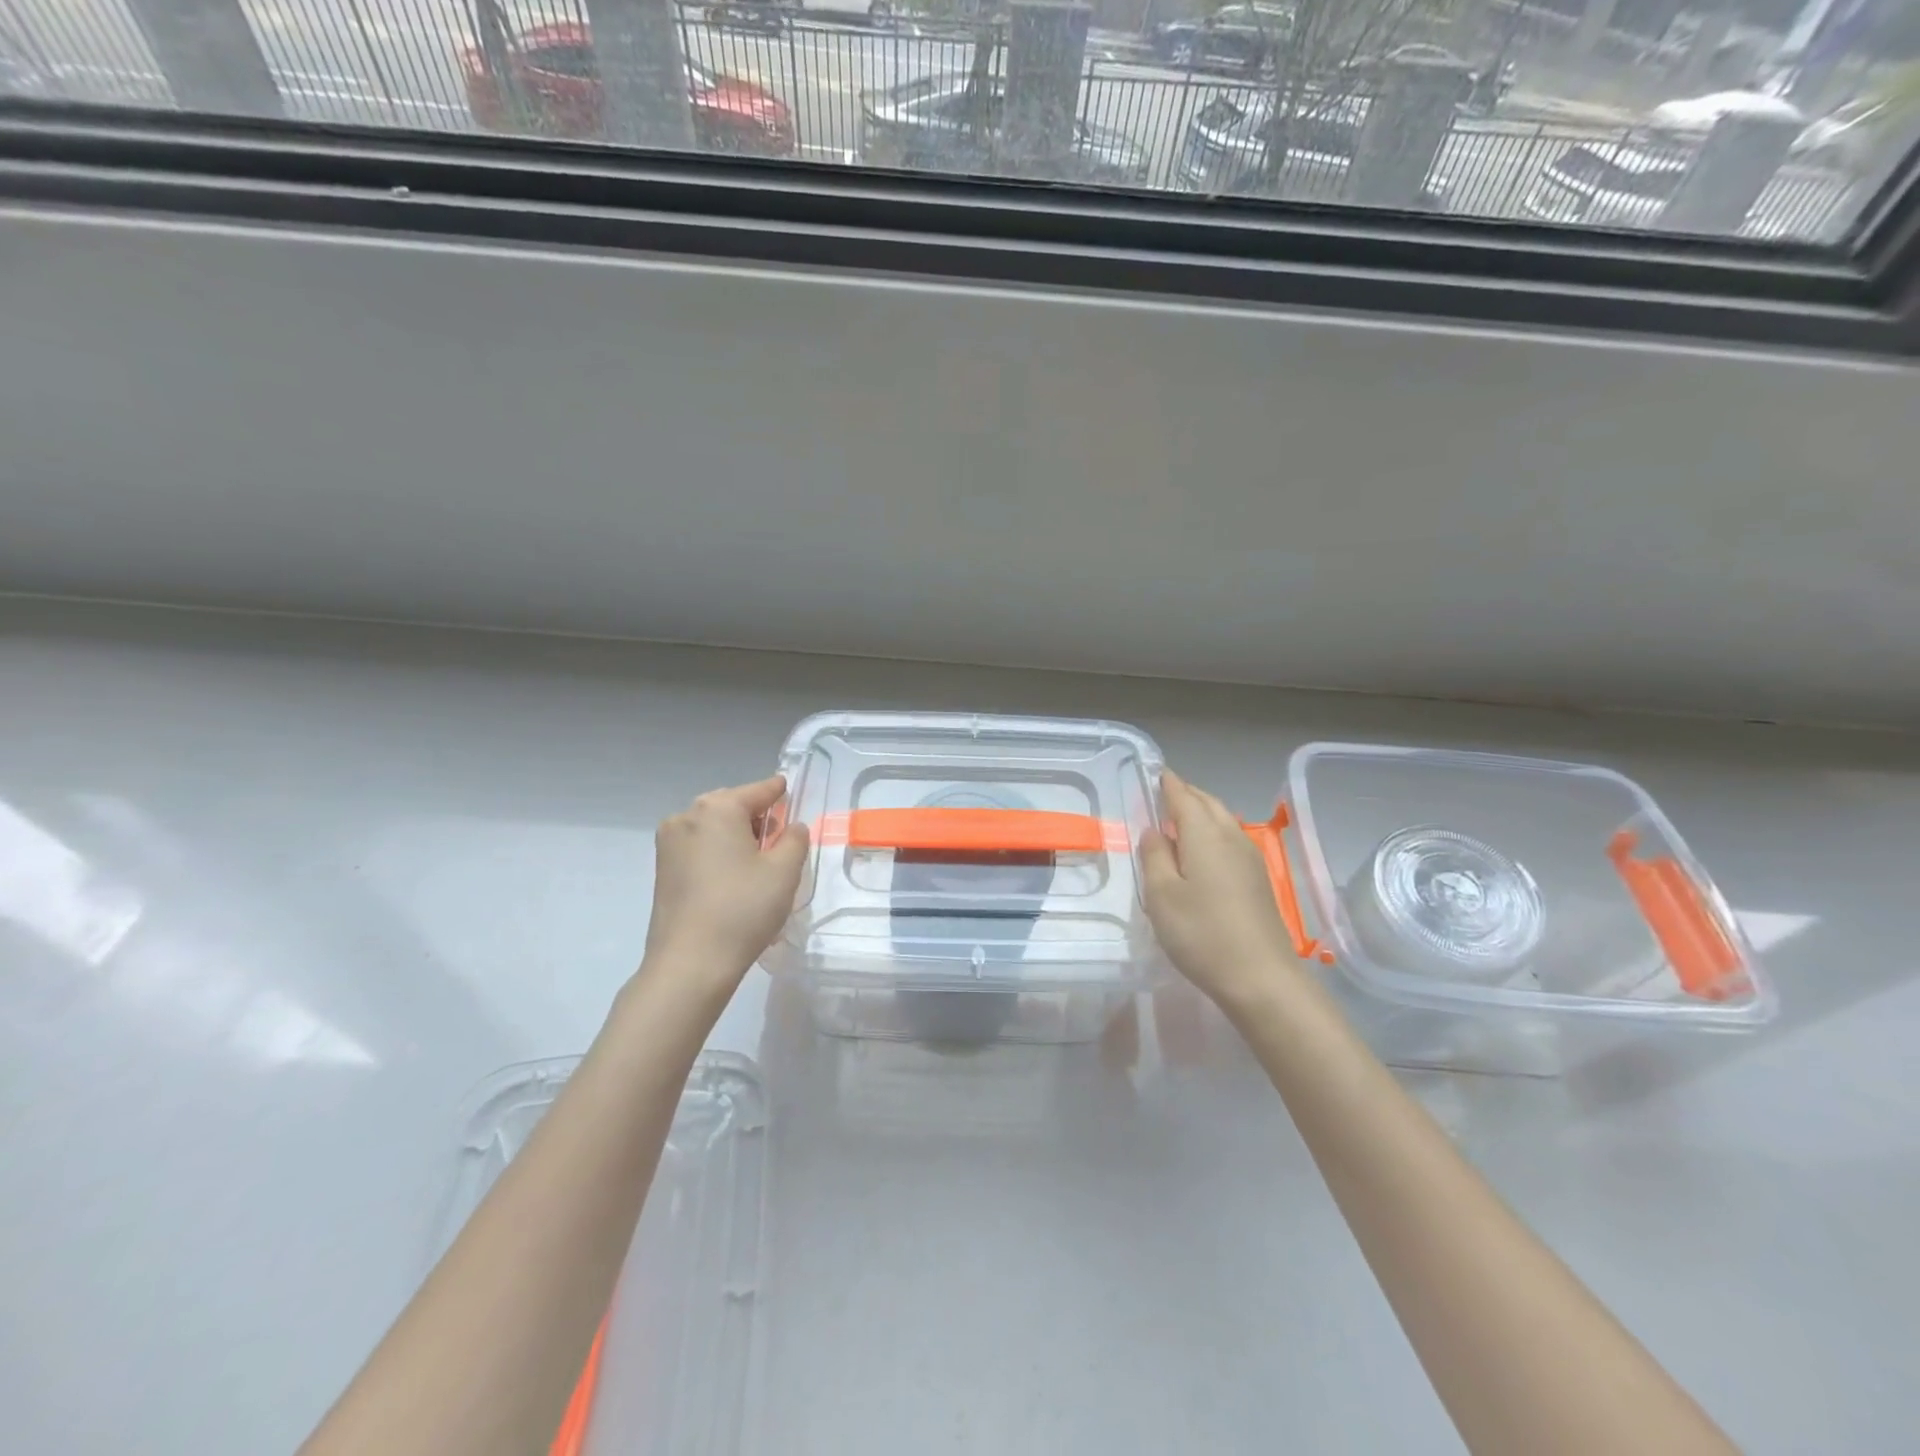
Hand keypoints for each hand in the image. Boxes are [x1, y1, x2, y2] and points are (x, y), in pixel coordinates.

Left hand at [643, 775, 809, 983]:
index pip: (758, 790)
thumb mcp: (784, 871)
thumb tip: (792, 827)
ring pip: (712, 826)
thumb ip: (795, 839)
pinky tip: (733, 875)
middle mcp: (687, 816)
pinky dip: (718, 851)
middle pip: (731, 805)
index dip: (778, 791)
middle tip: (779, 836)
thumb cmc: (743, 909)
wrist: (690, 963)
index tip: (789, 789)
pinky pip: (698, 846)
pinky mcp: (662, 869)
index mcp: (718, 808)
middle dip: (756, 815)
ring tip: (758, 860)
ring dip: (736, 834)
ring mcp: (669, 843)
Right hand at [1140, 770, 1298, 1009]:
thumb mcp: (1161, 895)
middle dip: (1187, 794)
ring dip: (1201, 812)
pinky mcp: (1258, 880)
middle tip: (1164, 793)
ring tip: (1179, 819)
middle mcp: (1231, 838)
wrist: (1261, 978)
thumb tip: (1155, 831)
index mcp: (1205, 835)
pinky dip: (1212, 832)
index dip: (1168, 784)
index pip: (1184, 797)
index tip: (1157, 771)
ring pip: (1223, 821)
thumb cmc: (1202, 933)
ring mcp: (1250, 859)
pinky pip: (1230, 840)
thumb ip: (1154, 857)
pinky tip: (1201, 851)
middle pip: (1208, 804)